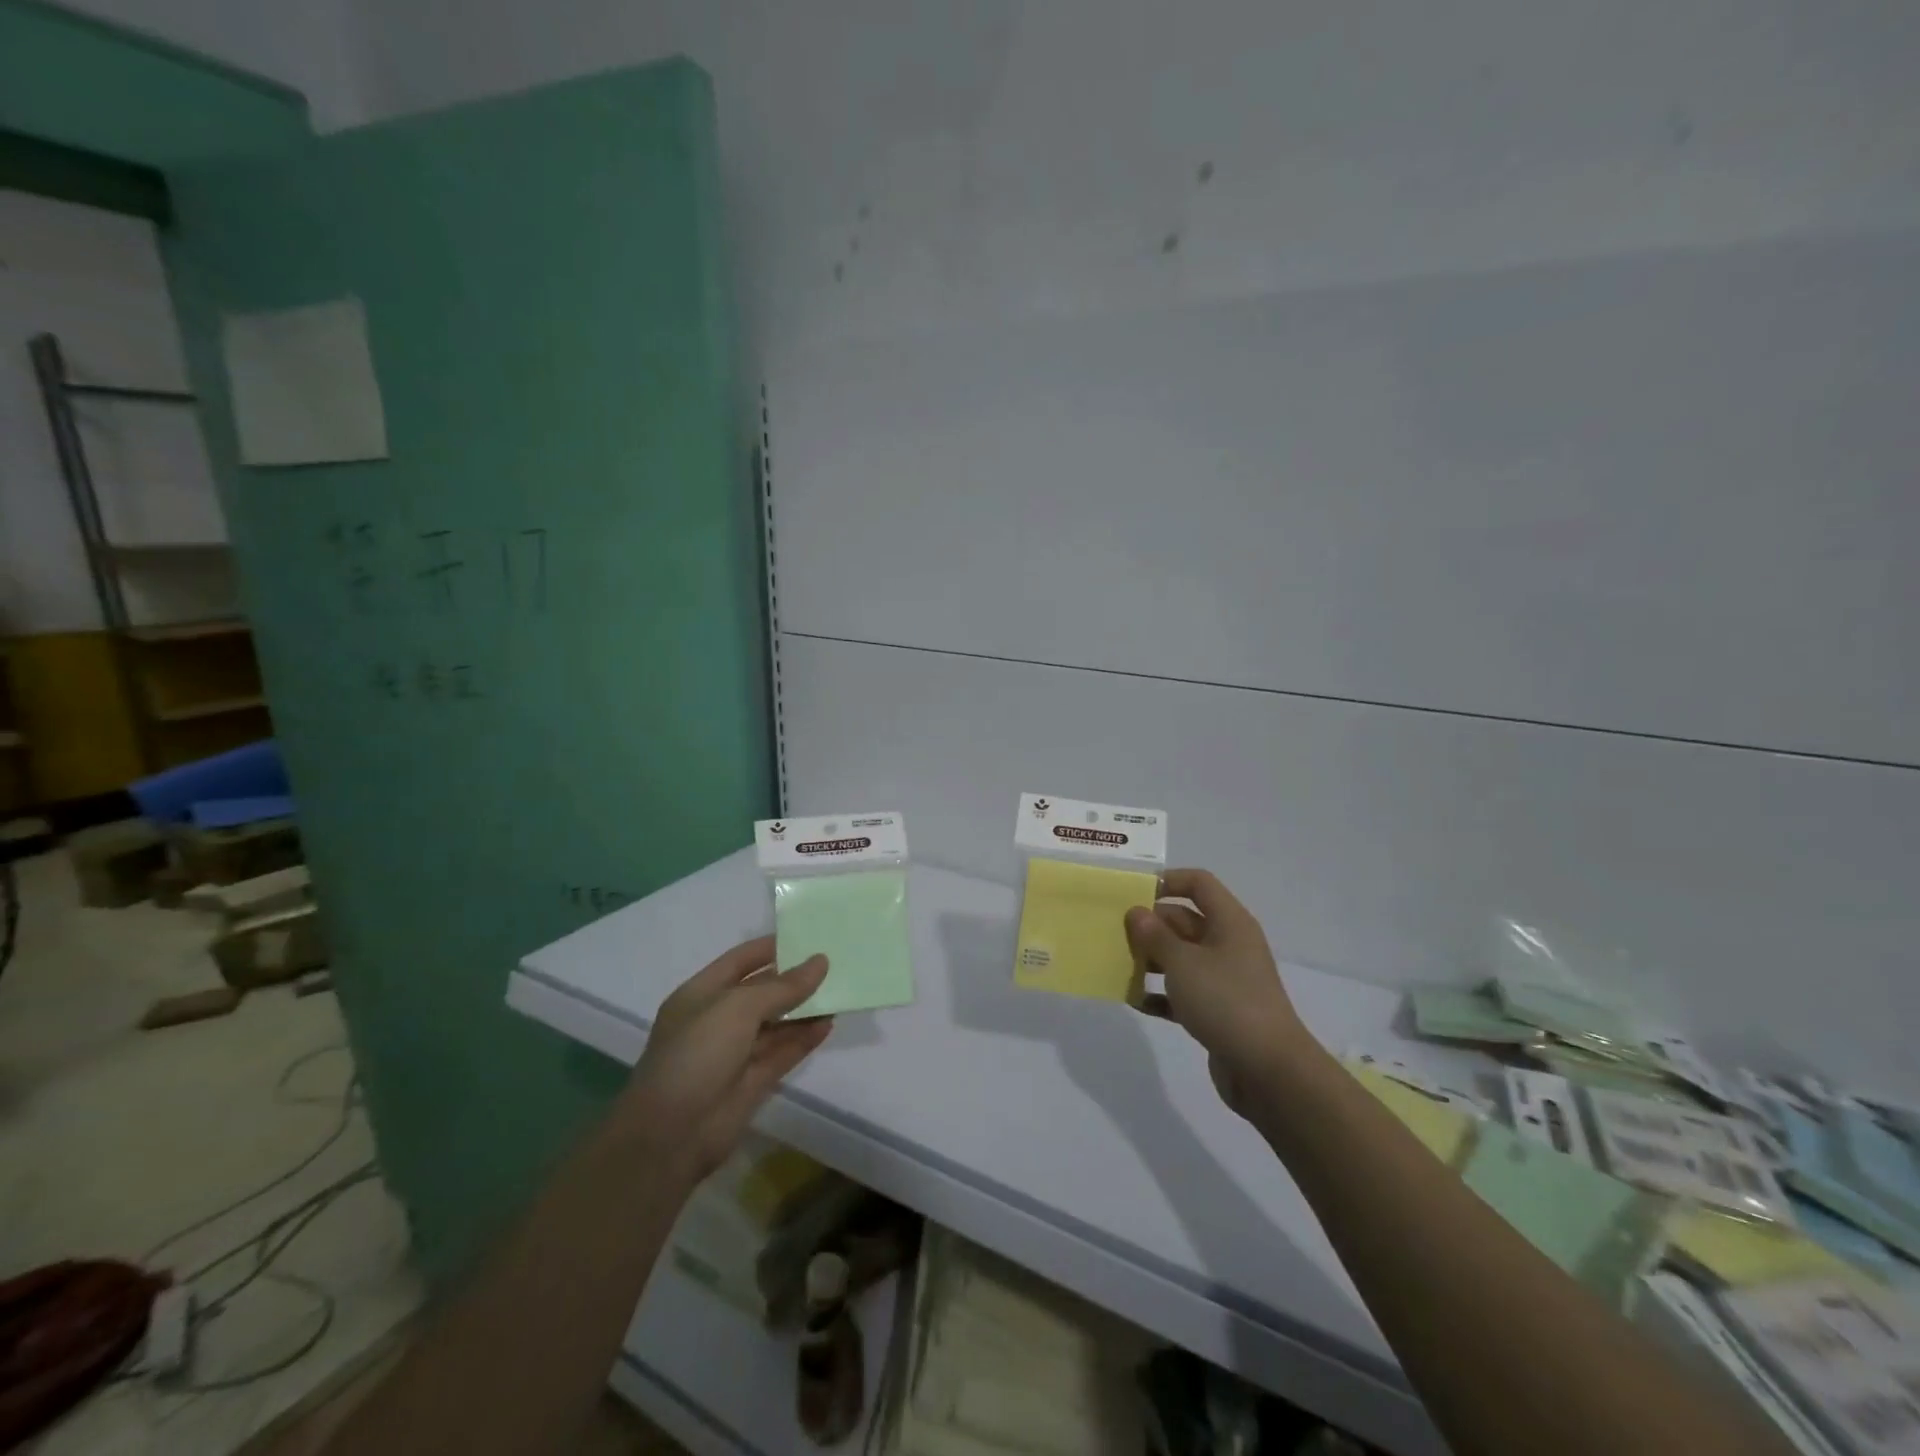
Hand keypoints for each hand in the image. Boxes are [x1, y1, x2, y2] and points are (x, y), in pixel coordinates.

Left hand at [622, 936, 832, 1178]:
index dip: (771, 948)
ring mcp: (735, 1052)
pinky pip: (784, 1052)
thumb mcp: (738, 1008)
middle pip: (761, 991)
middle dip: (793, 978)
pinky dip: (805, 1038)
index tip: (808, 936)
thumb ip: (782, 986)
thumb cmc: (697, 1054)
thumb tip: (820, 962)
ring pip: (776, 1023)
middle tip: (834, 962)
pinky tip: (829, 1023)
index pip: (740, 961)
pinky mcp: (753, 1081)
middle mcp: (718, 1020)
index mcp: (701, 994)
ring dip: (805, 1008)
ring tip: (840, 990)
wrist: (671, 1135)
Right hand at [1124, 869, 1313, 1116]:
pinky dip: (1160, 993)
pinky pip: (1182, 992)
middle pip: (1185, 920)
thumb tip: (1137, 912)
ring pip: (1181, 957)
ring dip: (1151, 959)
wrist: (1269, 1071)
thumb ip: (1155, 935)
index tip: (1133, 893)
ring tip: (1118, 964)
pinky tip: (1134, 1000)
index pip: (1198, 883)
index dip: (1167, 881)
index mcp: (1229, 922)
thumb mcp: (1183, 963)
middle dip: (1150, 925)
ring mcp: (1224, 979)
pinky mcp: (1218, 1010)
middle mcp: (1228, 944)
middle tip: (1114, 933)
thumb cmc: (1226, 1001)